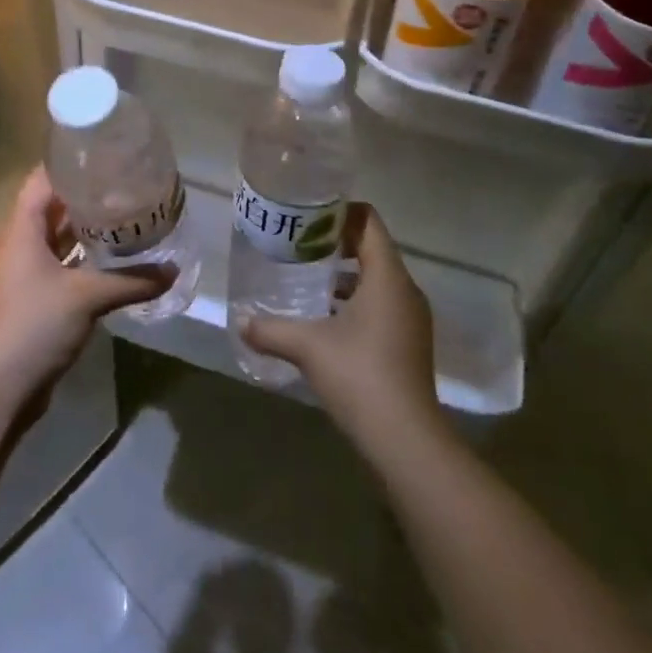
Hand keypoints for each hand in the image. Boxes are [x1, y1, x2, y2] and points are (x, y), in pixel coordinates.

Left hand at [0, 168, 169, 421]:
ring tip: (129, 217)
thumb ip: (132, 280)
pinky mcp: (33, 301)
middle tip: (129, 185)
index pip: (44, 179)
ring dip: (88, 230)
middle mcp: (20, 245)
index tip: (106, 153)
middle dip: (88, 196)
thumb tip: (174, 270)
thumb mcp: (86, 297)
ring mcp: (25, 275)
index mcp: (22, 229)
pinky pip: (62, 267)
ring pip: (59, 239)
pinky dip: (85, 261)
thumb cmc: (32, 327)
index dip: (71, 162)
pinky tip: (115, 261)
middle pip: (53, 207)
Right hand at [242, 204, 439, 454]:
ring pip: (377, 279)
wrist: (406, 440)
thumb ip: (271, 328)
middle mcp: (405, 290)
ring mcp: (411, 318)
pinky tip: (326, 319)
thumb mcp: (308, 347)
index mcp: (387, 276)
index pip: (369, 222)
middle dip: (337, 242)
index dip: (340, 212)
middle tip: (299, 243)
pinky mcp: (409, 343)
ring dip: (346, 274)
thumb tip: (239, 320)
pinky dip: (356, 301)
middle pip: (373, 248)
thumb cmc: (359, 375)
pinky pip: (382, 304)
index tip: (308, 215)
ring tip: (307, 277)